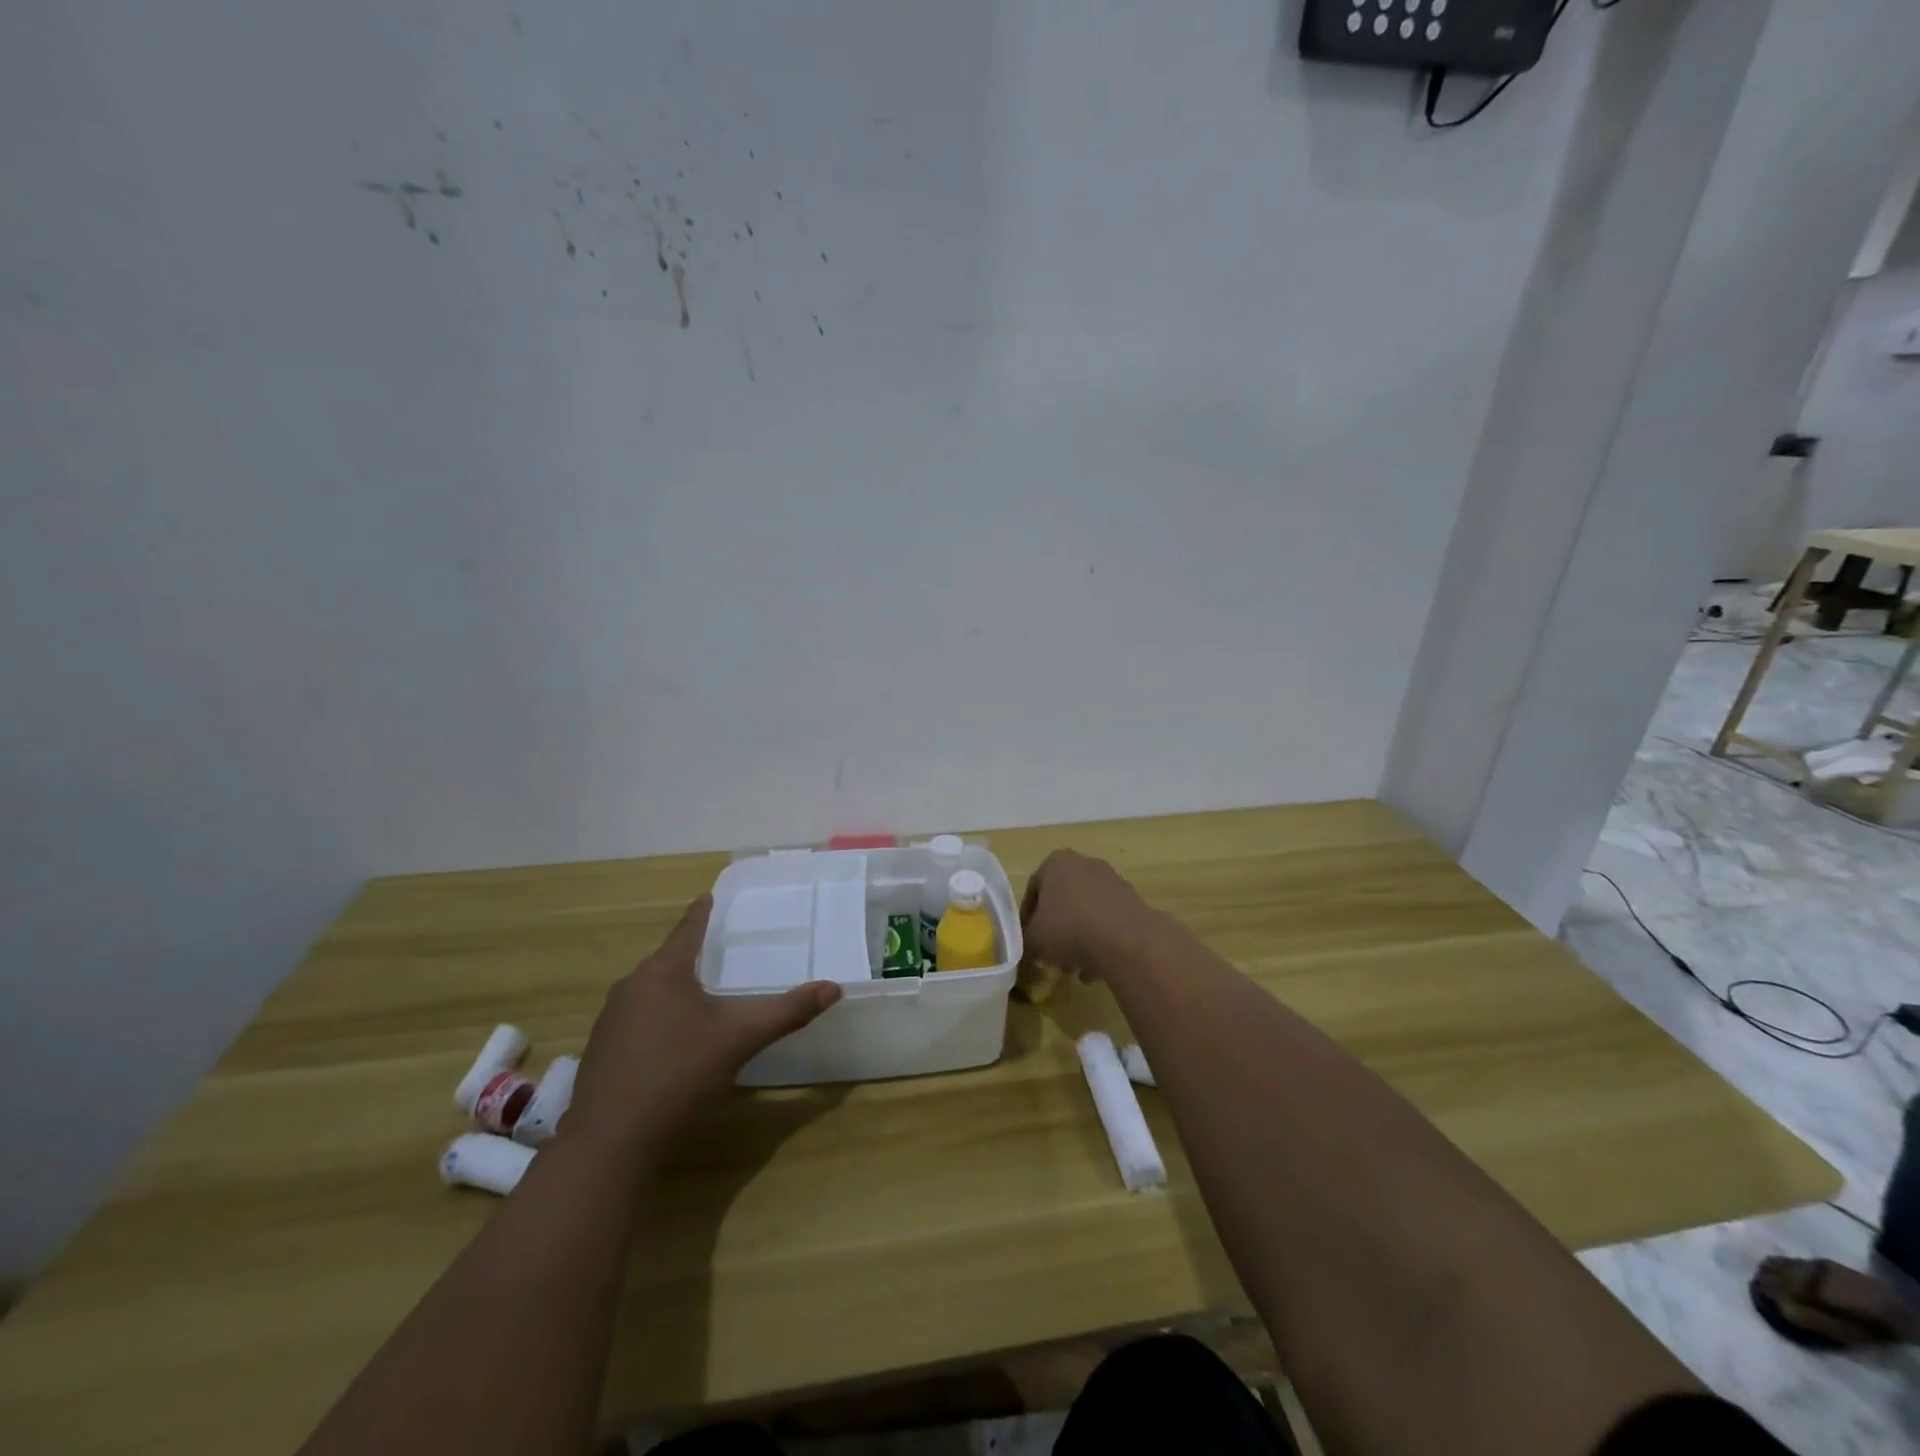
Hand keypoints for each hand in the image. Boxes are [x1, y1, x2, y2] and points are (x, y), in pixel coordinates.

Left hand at [565, 896, 840, 1156]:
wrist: (609, 1142)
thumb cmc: (678, 1075)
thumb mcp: (740, 1040)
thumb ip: (787, 1012)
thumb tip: (833, 988)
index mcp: (662, 972)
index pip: (687, 928)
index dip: (702, 912)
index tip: (710, 896)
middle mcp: (631, 986)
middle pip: (667, 959)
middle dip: (693, 954)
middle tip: (722, 951)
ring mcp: (610, 1020)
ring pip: (651, 991)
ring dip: (676, 988)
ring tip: (703, 994)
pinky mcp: (601, 1051)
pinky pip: (637, 1018)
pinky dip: (659, 1017)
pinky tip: (674, 1041)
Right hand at [1018, 850, 1156, 982]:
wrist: (1126, 940)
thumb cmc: (1069, 930)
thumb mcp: (1034, 940)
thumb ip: (1025, 940)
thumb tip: (1030, 946)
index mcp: (1057, 863)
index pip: (1034, 889)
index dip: (1027, 917)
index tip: (1027, 940)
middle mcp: (1085, 864)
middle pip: (1063, 900)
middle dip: (1056, 930)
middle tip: (1051, 957)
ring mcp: (1112, 881)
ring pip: (1087, 913)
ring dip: (1079, 940)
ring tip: (1075, 970)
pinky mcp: (1133, 901)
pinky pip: (1109, 922)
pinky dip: (1101, 942)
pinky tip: (1097, 970)